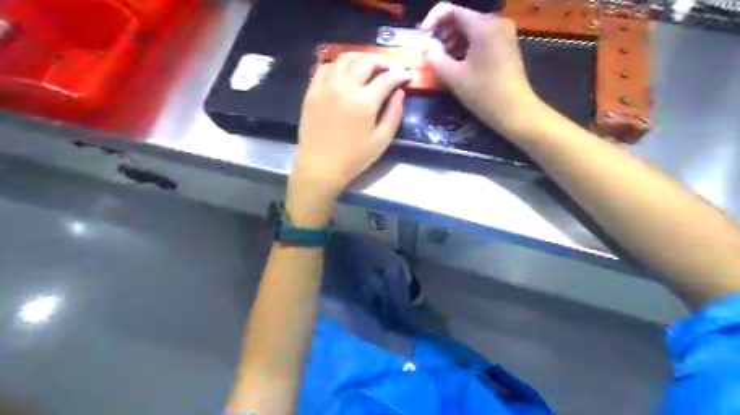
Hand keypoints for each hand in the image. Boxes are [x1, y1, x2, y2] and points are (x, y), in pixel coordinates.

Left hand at [284, 52, 410, 225]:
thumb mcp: (381, 141)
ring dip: (361, 58)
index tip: (407, 77)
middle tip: (390, 69)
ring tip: (369, 66)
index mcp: (364, 102)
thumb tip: (399, 92)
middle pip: (366, 62)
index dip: (400, 75)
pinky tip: (345, 72)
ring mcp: (326, 86)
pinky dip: (339, 65)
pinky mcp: (312, 91)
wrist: (320, 167)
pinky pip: (326, 67)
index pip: (387, 78)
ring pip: (345, 59)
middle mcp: (345, 87)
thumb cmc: (353, 158)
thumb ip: (394, 114)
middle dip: (382, 62)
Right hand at [418, 1, 544, 137]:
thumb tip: (428, 46)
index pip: (451, 10)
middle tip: (431, 53)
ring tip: (443, 62)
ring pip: (471, 29)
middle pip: (462, 19)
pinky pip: (481, 39)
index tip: (422, 37)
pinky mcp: (506, 45)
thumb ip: (435, 58)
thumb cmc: (483, 93)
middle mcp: (496, 22)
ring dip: (453, 42)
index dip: (432, 20)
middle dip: (443, 34)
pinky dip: (466, 47)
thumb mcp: (453, 77)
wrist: (515, 110)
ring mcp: (504, 33)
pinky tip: (458, 64)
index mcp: (483, 25)